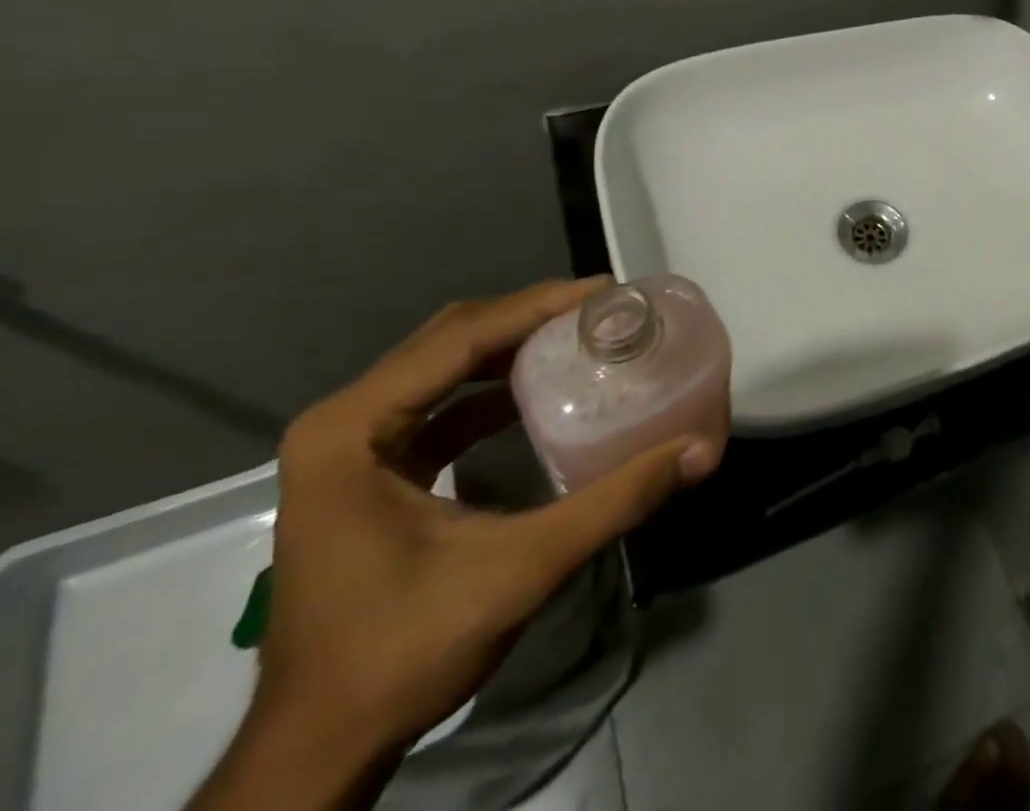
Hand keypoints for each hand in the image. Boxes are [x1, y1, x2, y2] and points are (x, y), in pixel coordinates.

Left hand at [192, 279, 718, 809]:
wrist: (319, 748)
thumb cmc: (403, 649)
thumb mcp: (520, 568)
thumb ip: (615, 502)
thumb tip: (699, 452)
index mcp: (352, 430)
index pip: (458, 339)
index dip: (536, 306)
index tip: (605, 291)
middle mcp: (342, 423)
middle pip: (449, 339)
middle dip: (529, 316)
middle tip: (601, 308)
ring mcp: (349, 448)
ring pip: (443, 365)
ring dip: (513, 345)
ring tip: (582, 333)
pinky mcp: (367, 472)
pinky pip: (439, 403)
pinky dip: (492, 386)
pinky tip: (539, 389)